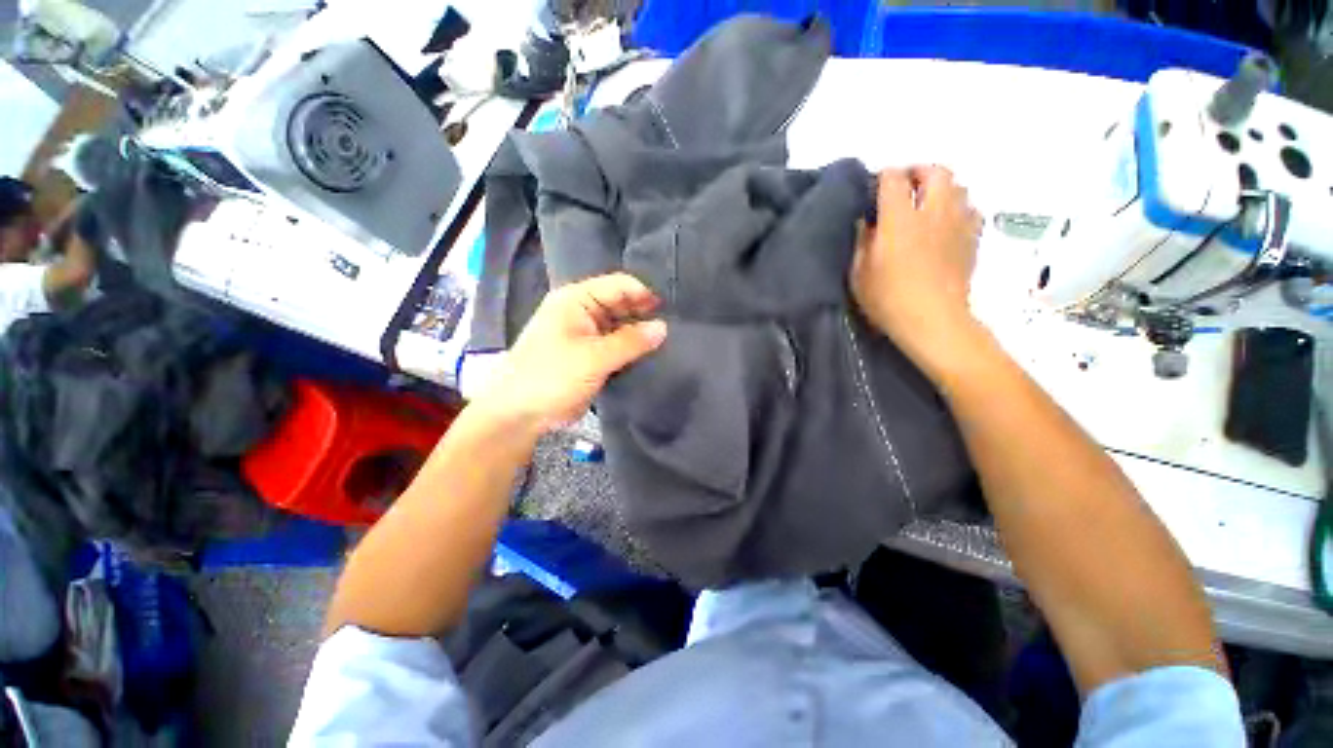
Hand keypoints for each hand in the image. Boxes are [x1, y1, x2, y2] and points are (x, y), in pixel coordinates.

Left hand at [473, 273, 667, 436]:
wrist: (520, 413)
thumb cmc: (552, 376)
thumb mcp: (593, 358)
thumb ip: (630, 342)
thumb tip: (663, 327)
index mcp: (577, 300)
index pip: (619, 285)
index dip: (645, 294)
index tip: (671, 309)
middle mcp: (584, 312)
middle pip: (622, 304)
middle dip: (646, 314)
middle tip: (677, 327)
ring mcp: (588, 334)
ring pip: (622, 327)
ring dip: (641, 334)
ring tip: (670, 341)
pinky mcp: (592, 355)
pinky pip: (618, 346)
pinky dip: (633, 349)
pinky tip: (653, 355)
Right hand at [850, 166, 984, 379]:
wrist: (933, 321)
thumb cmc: (888, 300)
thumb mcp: (859, 274)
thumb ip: (862, 242)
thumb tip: (866, 222)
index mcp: (900, 220)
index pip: (894, 179)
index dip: (884, 177)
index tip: (875, 189)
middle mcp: (933, 213)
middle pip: (935, 171)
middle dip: (918, 172)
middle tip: (904, 187)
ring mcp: (958, 224)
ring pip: (958, 186)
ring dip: (941, 187)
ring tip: (926, 203)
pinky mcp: (973, 238)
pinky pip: (971, 208)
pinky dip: (958, 207)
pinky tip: (946, 222)